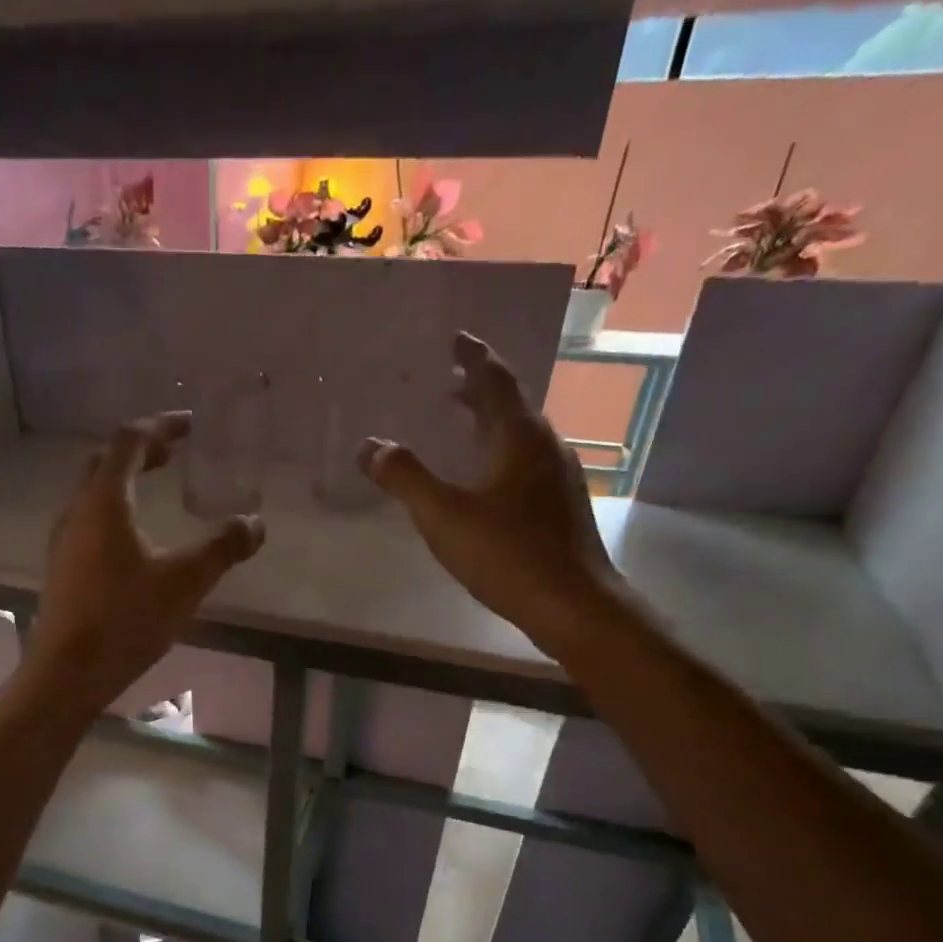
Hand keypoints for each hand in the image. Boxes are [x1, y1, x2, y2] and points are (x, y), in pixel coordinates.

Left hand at [17, 412, 265, 722]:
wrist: (67, 672)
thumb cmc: (126, 619)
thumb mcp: (185, 582)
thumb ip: (222, 548)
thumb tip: (256, 523)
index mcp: (104, 502)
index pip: (128, 441)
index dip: (160, 426)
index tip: (188, 424)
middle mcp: (76, 511)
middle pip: (105, 462)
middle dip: (141, 450)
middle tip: (173, 452)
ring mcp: (63, 541)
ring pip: (92, 492)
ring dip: (124, 480)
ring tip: (156, 486)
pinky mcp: (61, 568)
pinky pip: (87, 520)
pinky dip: (114, 510)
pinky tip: (133, 538)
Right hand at [363, 331, 625, 657]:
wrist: (572, 603)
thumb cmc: (506, 554)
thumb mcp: (443, 516)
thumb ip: (405, 478)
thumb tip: (370, 446)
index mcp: (518, 436)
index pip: (495, 380)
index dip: (473, 357)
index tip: (456, 338)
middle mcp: (545, 446)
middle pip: (510, 405)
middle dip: (479, 391)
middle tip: (449, 383)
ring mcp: (558, 476)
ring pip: (520, 436)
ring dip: (489, 424)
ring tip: (461, 428)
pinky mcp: (560, 505)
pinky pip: (525, 462)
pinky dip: (500, 454)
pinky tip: (485, 480)